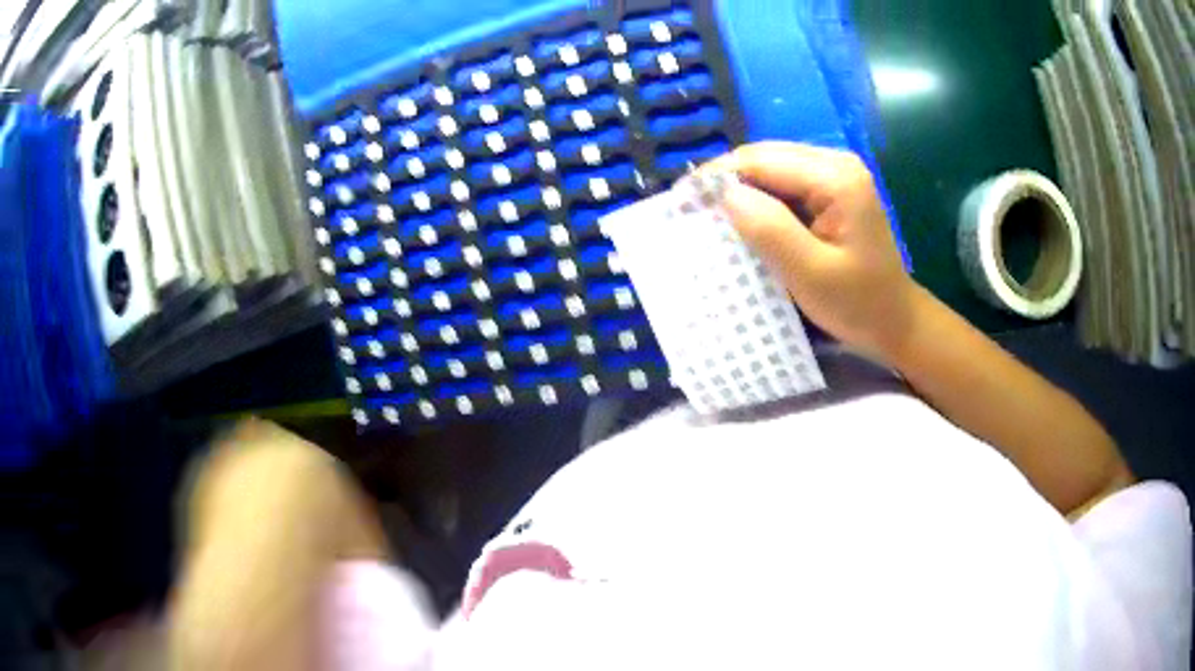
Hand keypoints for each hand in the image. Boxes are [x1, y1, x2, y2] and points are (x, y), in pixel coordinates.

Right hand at [702, 142, 918, 360]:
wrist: (895, 321)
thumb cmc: (858, 303)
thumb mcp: (811, 273)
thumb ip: (769, 229)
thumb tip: (724, 194)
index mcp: (836, 177)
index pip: (762, 160)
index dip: (717, 176)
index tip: (681, 202)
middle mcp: (835, 163)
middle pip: (764, 158)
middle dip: (725, 181)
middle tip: (689, 210)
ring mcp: (834, 175)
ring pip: (770, 169)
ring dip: (739, 191)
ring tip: (709, 216)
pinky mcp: (830, 190)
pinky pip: (783, 185)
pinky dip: (758, 201)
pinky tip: (741, 221)